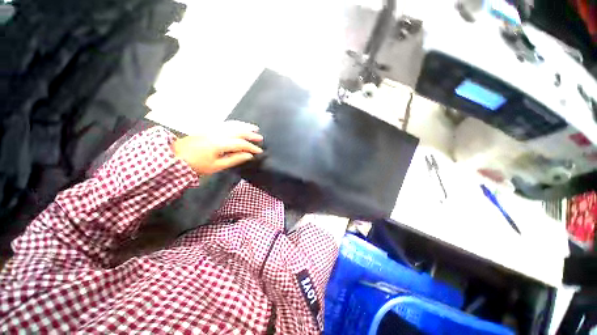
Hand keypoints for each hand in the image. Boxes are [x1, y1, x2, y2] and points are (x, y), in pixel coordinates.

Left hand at [173, 121, 262, 174]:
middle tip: (260, 138)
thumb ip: (234, 159)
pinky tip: (239, 125)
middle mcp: (218, 133)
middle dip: (251, 134)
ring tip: (254, 128)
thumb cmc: (197, 164)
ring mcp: (213, 129)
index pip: (240, 143)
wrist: (176, 156)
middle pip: (238, 131)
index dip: (251, 147)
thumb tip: (248, 156)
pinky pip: (225, 123)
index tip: (259, 151)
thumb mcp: (217, 166)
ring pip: (232, 125)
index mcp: (220, 144)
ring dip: (245, 126)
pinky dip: (235, 124)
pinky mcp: (209, 128)